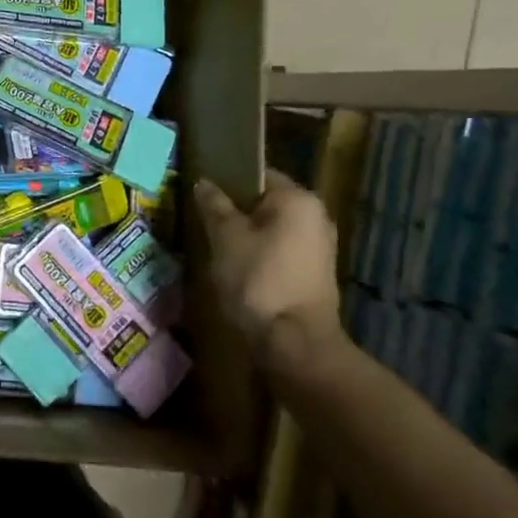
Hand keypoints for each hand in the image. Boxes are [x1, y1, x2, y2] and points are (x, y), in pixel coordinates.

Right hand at [195, 169, 341, 367]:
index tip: (200, 190)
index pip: (257, 174)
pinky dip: (257, 251)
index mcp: (298, 199)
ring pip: (270, 228)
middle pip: (264, 202)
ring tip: (211, 241)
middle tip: (200, 216)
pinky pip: (278, 249)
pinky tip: (233, 264)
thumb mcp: (225, 237)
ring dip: (244, 232)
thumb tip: (204, 182)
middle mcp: (316, 217)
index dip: (226, 178)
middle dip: (234, 208)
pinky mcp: (312, 273)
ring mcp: (318, 247)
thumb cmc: (258, 279)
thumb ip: (214, 205)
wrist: (294, 342)